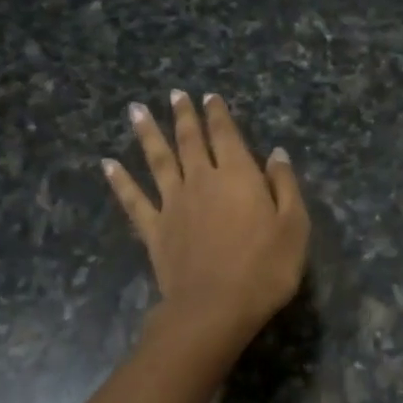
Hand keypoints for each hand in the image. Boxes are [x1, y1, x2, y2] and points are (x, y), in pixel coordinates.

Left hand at [104, 90, 310, 350]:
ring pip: (157, 160)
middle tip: (175, 94)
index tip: (209, 96)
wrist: (215, 307)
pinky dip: (120, 181)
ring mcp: (173, 204)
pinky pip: (133, 200)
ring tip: (135, 110)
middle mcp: (201, 180)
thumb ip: (284, 186)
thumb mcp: (294, 226)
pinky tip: (108, 164)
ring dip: (147, 134)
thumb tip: (276, 154)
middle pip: (189, 140)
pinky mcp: (154, 230)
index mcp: (237, 175)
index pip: (226, 135)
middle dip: (183, 115)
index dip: (218, 114)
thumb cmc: (264, 268)